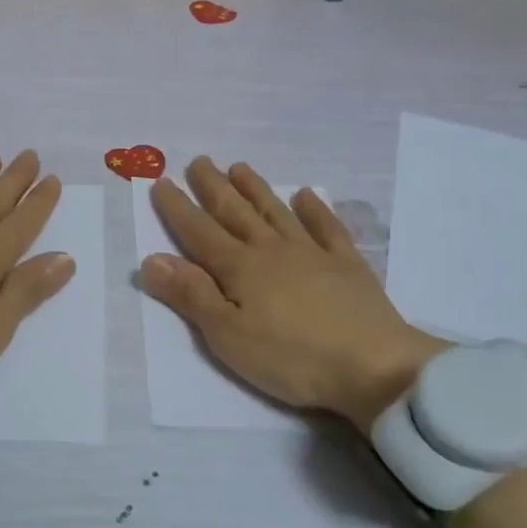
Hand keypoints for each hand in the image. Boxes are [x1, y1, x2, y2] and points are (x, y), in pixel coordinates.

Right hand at [139, 157, 447, 433]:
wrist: (375, 366)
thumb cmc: (292, 358)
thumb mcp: (228, 335)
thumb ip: (191, 295)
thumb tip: (151, 259)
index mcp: (240, 269)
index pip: (200, 232)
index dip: (178, 208)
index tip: (161, 181)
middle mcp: (272, 250)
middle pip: (236, 213)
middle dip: (213, 187)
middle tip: (199, 160)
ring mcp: (313, 254)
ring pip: (276, 212)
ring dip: (256, 189)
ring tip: (239, 167)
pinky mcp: (348, 265)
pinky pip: (327, 228)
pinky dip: (315, 210)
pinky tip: (306, 196)